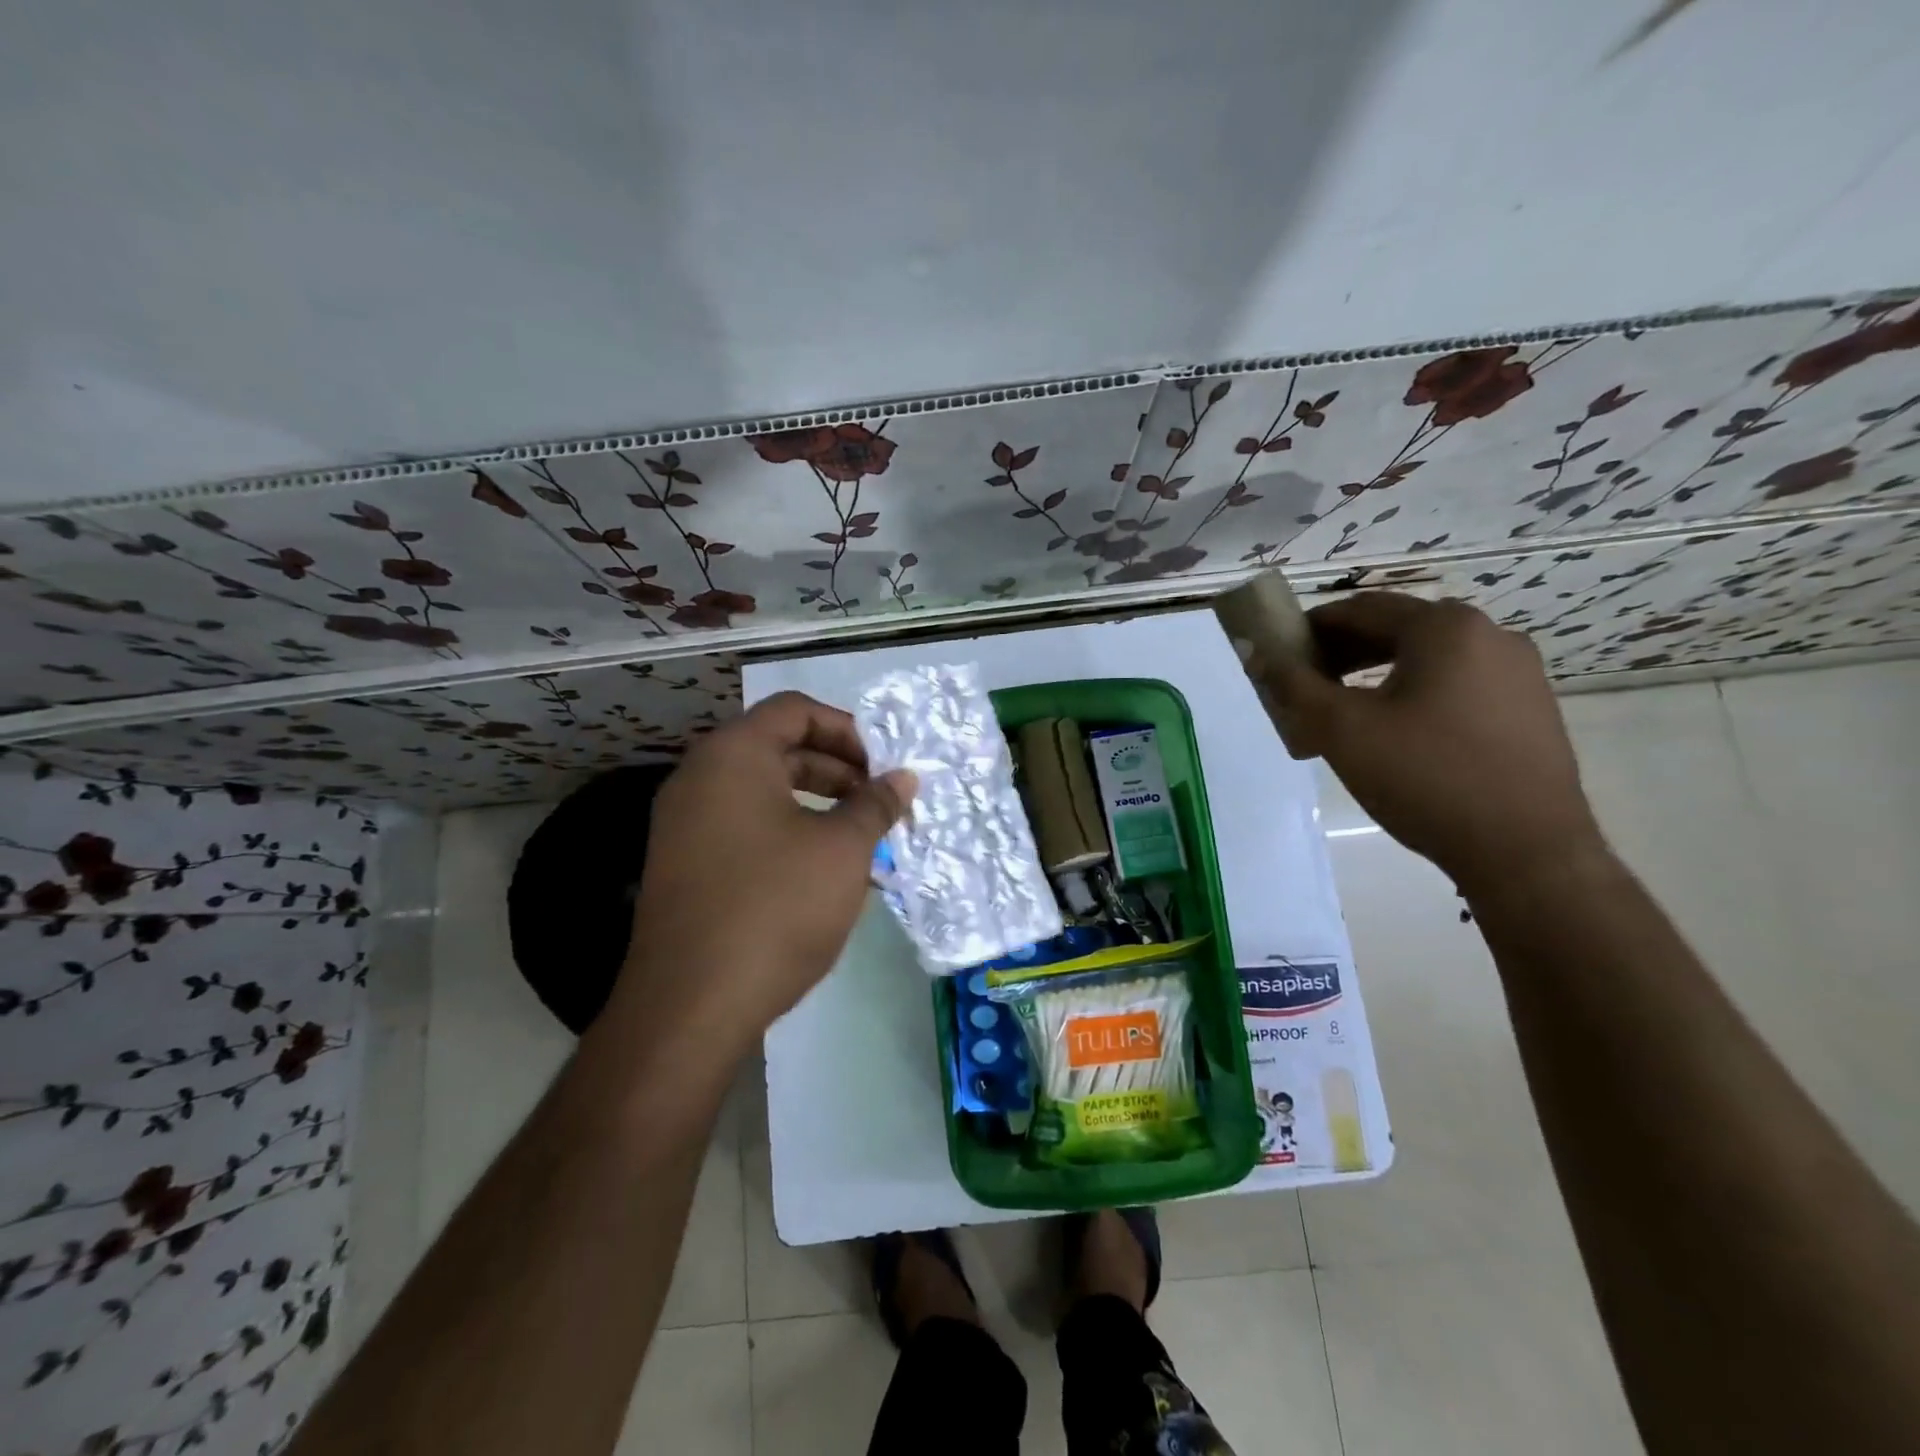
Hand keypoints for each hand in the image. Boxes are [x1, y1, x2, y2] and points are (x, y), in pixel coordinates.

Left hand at [611, 692, 915, 1054]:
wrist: (689, 1006)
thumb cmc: (775, 906)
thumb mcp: (841, 849)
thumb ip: (875, 804)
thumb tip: (903, 778)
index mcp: (732, 756)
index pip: (795, 710)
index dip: (848, 729)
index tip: (884, 765)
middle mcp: (700, 778)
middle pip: (779, 748)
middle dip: (838, 769)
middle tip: (880, 801)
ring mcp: (685, 825)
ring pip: (764, 792)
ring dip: (818, 804)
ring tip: (863, 837)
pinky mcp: (685, 866)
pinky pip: (745, 828)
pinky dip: (789, 833)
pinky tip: (826, 873)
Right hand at [1257, 592, 1605, 894]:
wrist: (1525, 851)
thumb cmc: (1425, 778)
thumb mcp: (1341, 730)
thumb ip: (1292, 685)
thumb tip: (1255, 652)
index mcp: (1445, 628)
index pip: (1360, 609)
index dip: (1311, 627)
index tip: (1280, 651)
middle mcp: (1490, 635)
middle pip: (1397, 629)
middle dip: (1343, 652)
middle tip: (1305, 684)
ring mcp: (1519, 672)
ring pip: (1429, 658)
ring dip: (1378, 673)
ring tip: (1344, 710)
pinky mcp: (1530, 708)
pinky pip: (1458, 684)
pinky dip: (1415, 693)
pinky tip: (1396, 732)